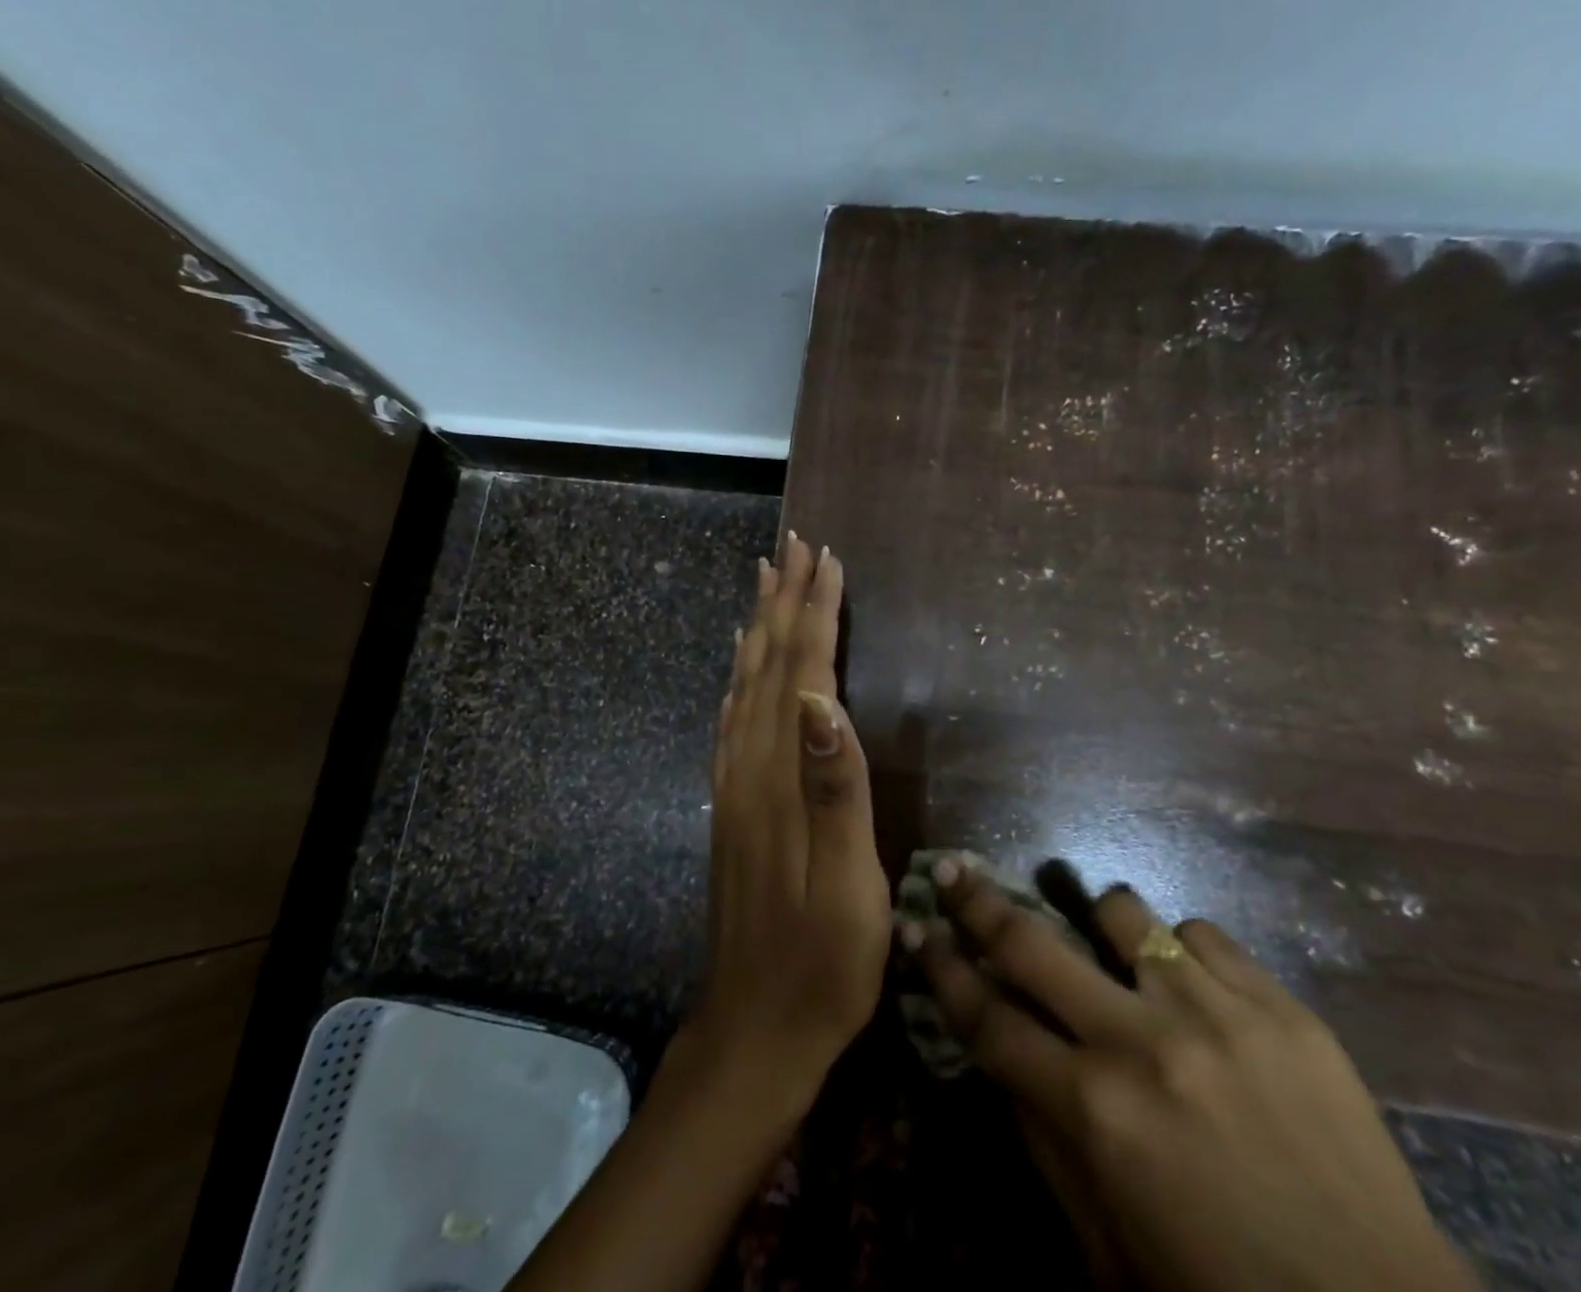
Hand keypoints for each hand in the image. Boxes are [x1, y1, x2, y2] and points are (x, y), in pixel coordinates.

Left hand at [509, 538, 885, 1291]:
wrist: (754, 1032)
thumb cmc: (822, 965)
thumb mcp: (849, 885)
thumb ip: (836, 787)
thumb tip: (822, 697)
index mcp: (782, 778)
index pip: (801, 673)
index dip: (815, 614)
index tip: (826, 560)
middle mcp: (748, 767)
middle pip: (766, 666)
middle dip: (783, 602)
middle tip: (792, 547)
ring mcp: (734, 786)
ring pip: (745, 685)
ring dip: (758, 628)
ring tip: (765, 582)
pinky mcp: (731, 806)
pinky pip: (732, 721)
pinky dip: (740, 677)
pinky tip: (742, 665)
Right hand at [905, 863, 1480, 1291]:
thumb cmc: (1221, 1291)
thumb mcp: (1106, 1248)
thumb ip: (1042, 1144)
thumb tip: (1000, 1058)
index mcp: (1094, 1113)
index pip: (987, 1018)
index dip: (940, 969)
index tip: (914, 926)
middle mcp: (1141, 1042)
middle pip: (1032, 944)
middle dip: (979, 902)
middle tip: (954, 871)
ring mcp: (1213, 1011)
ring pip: (1120, 912)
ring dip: (1096, 921)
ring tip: (1104, 941)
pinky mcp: (1277, 1002)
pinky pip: (1200, 932)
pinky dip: (1180, 950)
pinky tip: (1192, 985)